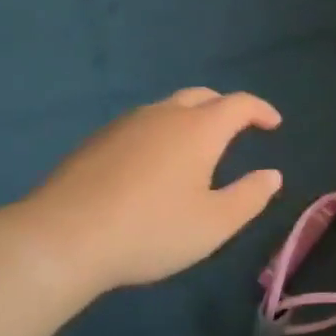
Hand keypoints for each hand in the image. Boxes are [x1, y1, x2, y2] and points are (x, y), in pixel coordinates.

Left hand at [0, 88, 283, 301]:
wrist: (61, 238)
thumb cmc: (151, 231)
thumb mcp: (214, 224)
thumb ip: (249, 197)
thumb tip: (272, 175)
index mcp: (199, 129)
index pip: (239, 104)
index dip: (261, 110)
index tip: (274, 124)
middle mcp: (164, 115)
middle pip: (202, 96)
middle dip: (226, 108)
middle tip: (238, 128)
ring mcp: (125, 125)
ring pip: (167, 108)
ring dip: (191, 119)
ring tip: (196, 148)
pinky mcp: (96, 141)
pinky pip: (141, 125)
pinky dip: (160, 133)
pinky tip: (153, 164)